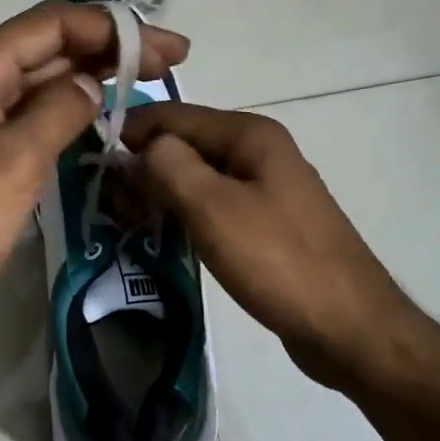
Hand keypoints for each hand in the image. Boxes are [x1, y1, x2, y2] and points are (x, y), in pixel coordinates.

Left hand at [0, 1, 189, 340]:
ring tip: (150, 80)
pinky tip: (107, 114)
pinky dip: (74, 110)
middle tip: (171, 61)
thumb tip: (93, 83)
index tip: (163, 48)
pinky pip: (38, 116)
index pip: (51, 25)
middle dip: (110, 48)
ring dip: (95, 76)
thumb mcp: (17, 160)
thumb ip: (60, 110)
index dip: (110, 27)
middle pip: (51, 48)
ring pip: (47, 81)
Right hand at [123, 103, 439, 396]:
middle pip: (186, 145)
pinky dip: (185, 215)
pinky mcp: (267, 225)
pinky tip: (164, 237)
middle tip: (110, 204)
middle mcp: (259, 153)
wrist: (348, 325)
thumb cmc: (277, 260)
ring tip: (129, 222)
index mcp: (250, 135)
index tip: (91, 160)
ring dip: (162, 193)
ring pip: (199, 178)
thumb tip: (137, 149)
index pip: (174, 115)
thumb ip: (167, 166)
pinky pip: (215, 206)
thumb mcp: (213, 207)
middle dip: (144, 166)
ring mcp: (266, 189)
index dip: (131, 131)